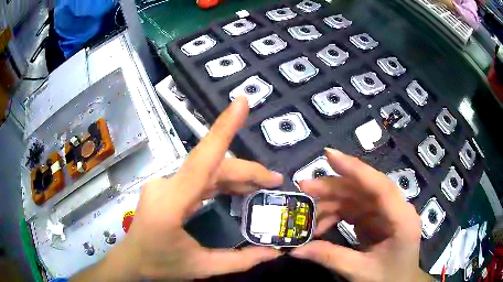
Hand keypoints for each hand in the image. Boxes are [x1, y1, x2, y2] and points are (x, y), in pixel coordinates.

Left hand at [72, 97, 281, 280]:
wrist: (131, 261)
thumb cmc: (161, 265)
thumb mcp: (202, 267)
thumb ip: (240, 260)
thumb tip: (275, 252)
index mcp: (171, 204)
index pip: (202, 161)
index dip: (223, 129)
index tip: (242, 102)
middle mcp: (166, 186)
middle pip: (212, 167)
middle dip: (245, 172)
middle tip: (274, 181)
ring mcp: (164, 184)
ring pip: (206, 171)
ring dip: (235, 176)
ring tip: (262, 185)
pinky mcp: (166, 188)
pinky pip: (198, 178)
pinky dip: (220, 182)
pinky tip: (237, 190)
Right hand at [291, 148, 429, 281]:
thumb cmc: (388, 278)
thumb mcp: (360, 271)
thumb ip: (330, 258)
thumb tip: (295, 250)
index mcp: (401, 219)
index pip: (380, 186)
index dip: (355, 169)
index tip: (328, 155)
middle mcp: (396, 208)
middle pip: (364, 188)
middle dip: (334, 187)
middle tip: (304, 187)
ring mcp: (386, 212)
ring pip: (357, 197)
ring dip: (332, 202)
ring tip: (308, 213)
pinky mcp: (377, 218)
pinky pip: (355, 209)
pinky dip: (337, 214)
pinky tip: (321, 224)